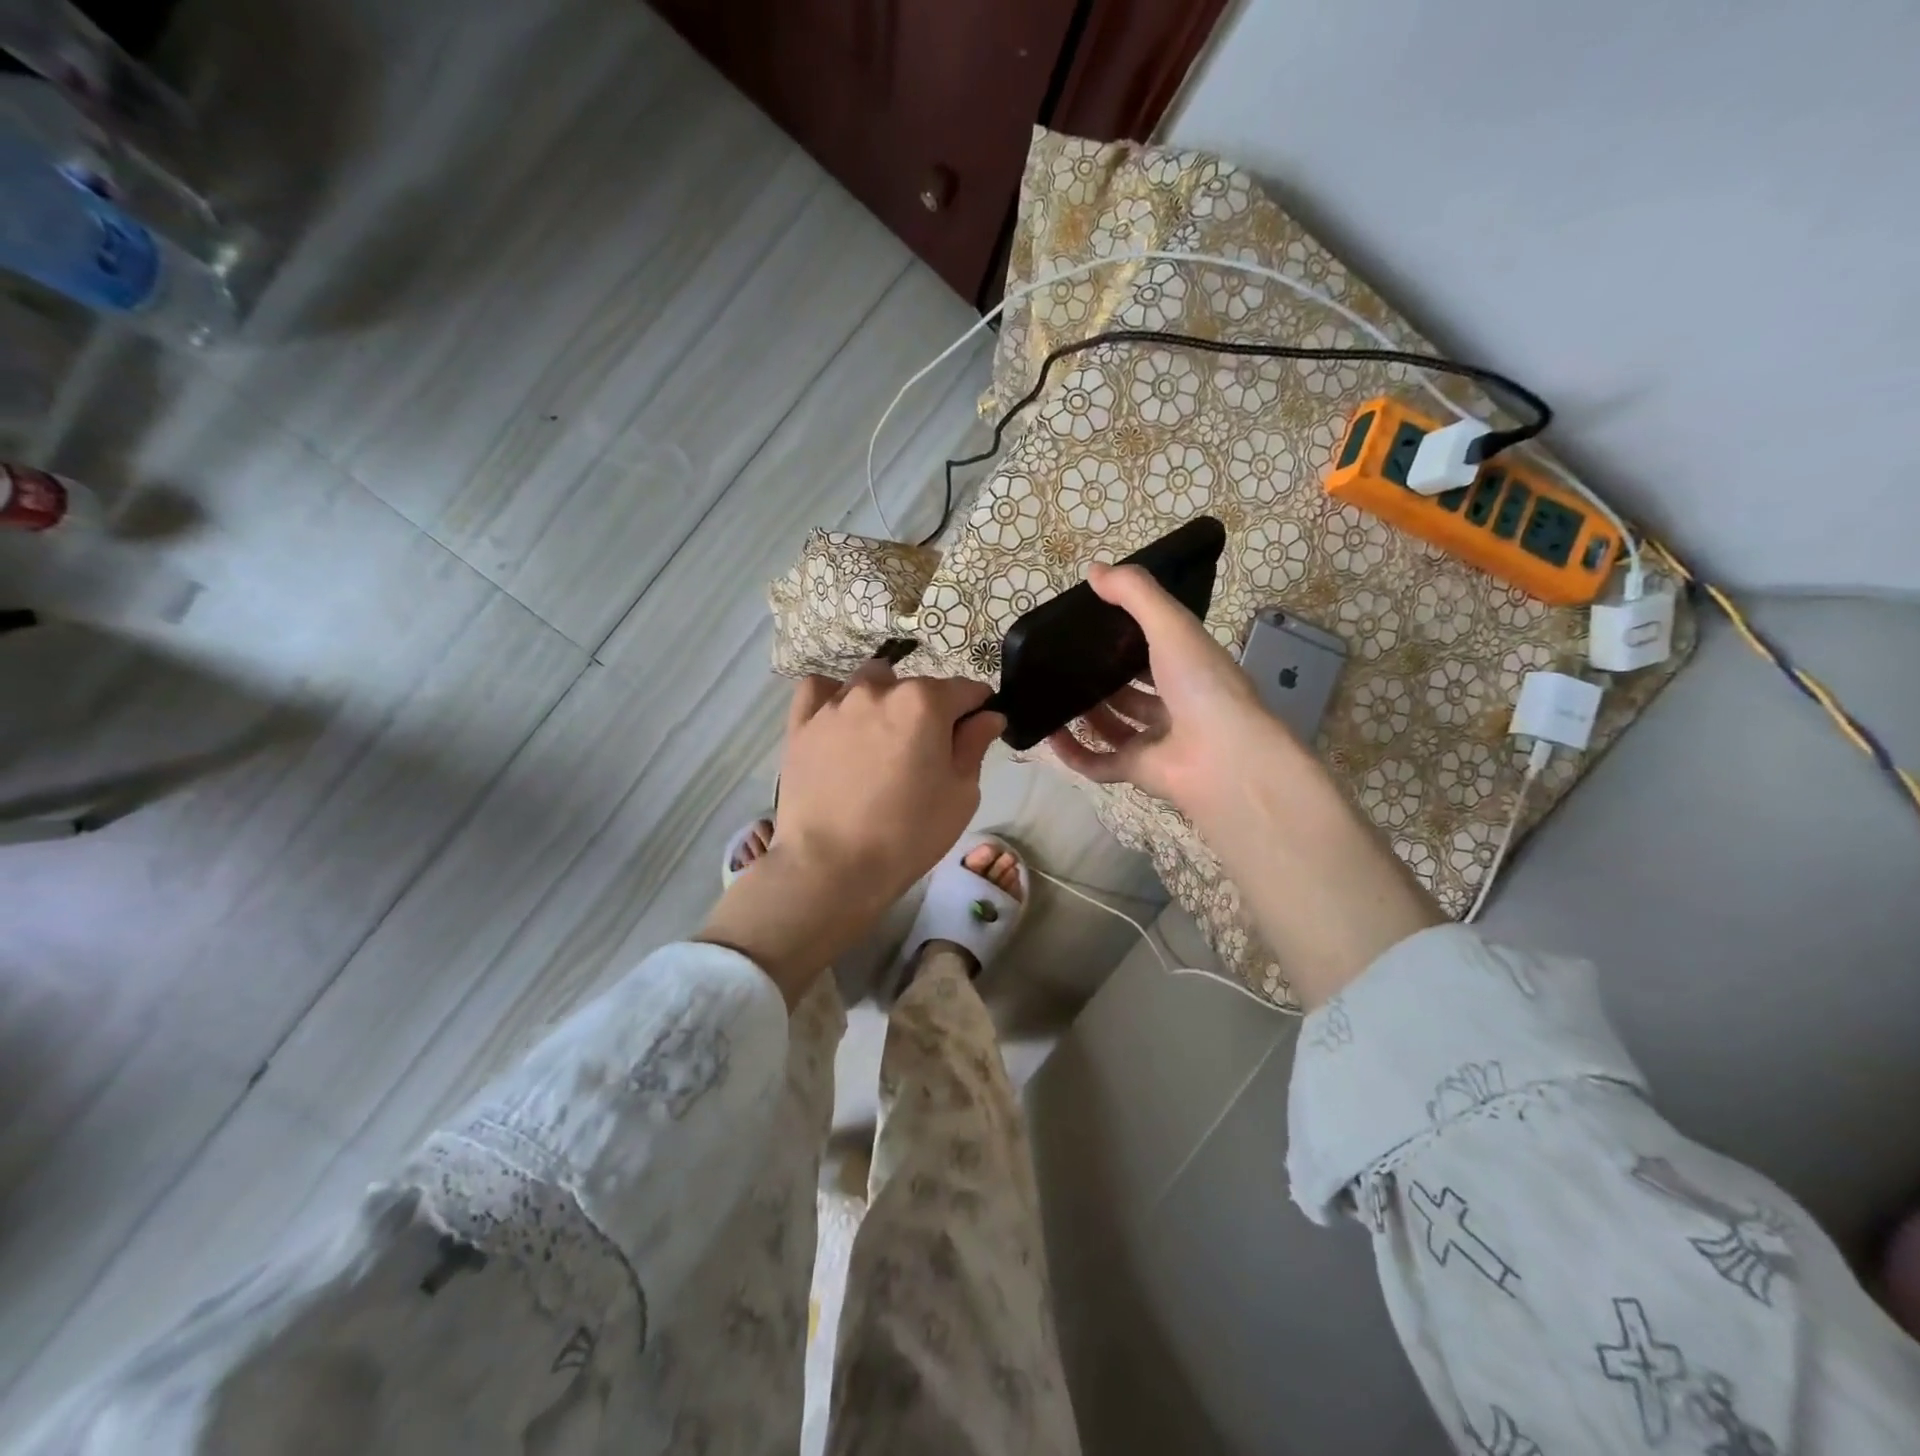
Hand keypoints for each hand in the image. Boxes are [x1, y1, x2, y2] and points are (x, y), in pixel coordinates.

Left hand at [699, 663, 1004, 1004]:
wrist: (832, 866)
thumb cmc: (909, 834)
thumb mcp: (961, 794)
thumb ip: (975, 745)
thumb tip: (988, 716)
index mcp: (925, 702)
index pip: (966, 690)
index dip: (978, 709)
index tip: (976, 732)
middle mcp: (880, 690)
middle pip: (918, 687)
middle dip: (931, 710)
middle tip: (927, 754)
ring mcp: (836, 703)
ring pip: (871, 682)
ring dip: (886, 700)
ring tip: (883, 740)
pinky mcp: (802, 723)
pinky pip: (820, 690)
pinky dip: (834, 697)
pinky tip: (842, 722)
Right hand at [1043, 563, 1298, 827]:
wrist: (1222, 755)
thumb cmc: (1201, 683)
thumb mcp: (1171, 625)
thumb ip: (1134, 594)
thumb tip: (1093, 570)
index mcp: (1189, 667)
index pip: (1156, 648)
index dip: (1128, 637)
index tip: (1093, 624)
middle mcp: (1174, 704)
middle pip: (1132, 690)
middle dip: (1102, 679)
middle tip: (1063, 663)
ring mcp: (1156, 740)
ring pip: (1114, 726)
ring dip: (1085, 714)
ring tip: (1052, 695)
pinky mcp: (1138, 771)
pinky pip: (1099, 763)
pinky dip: (1074, 753)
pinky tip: (1050, 735)